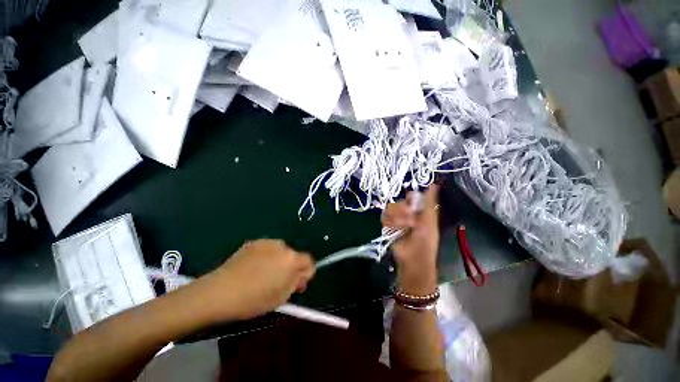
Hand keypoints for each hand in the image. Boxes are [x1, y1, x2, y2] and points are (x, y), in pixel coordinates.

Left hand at [198, 239, 314, 319]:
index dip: (306, 273)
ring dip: (278, 261)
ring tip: (263, 274)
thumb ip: (297, 283)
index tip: (297, 284)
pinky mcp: (254, 242)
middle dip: (291, 267)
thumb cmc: (254, 299)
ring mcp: (267, 242)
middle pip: (294, 256)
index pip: (309, 261)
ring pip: (281, 252)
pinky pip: (267, 249)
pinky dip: (265, 256)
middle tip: (278, 281)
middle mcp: (282, 246)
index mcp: (292, 259)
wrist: (220, 292)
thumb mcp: (281, 297)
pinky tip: (252, 268)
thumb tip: (302, 276)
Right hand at [382, 185, 439, 293]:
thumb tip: (435, 184)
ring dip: (398, 218)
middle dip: (404, 211)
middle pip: (398, 201)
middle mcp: (406, 212)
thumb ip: (430, 202)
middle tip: (410, 221)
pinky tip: (396, 229)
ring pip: (390, 208)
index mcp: (418, 210)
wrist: (413, 259)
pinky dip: (390, 223)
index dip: (409, 198)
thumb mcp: (430, 220)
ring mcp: (395, 219)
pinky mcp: (387, 226)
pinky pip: (384, 217)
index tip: (412, 206)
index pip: (410, 196)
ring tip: (404, 227)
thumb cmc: (426, 241)